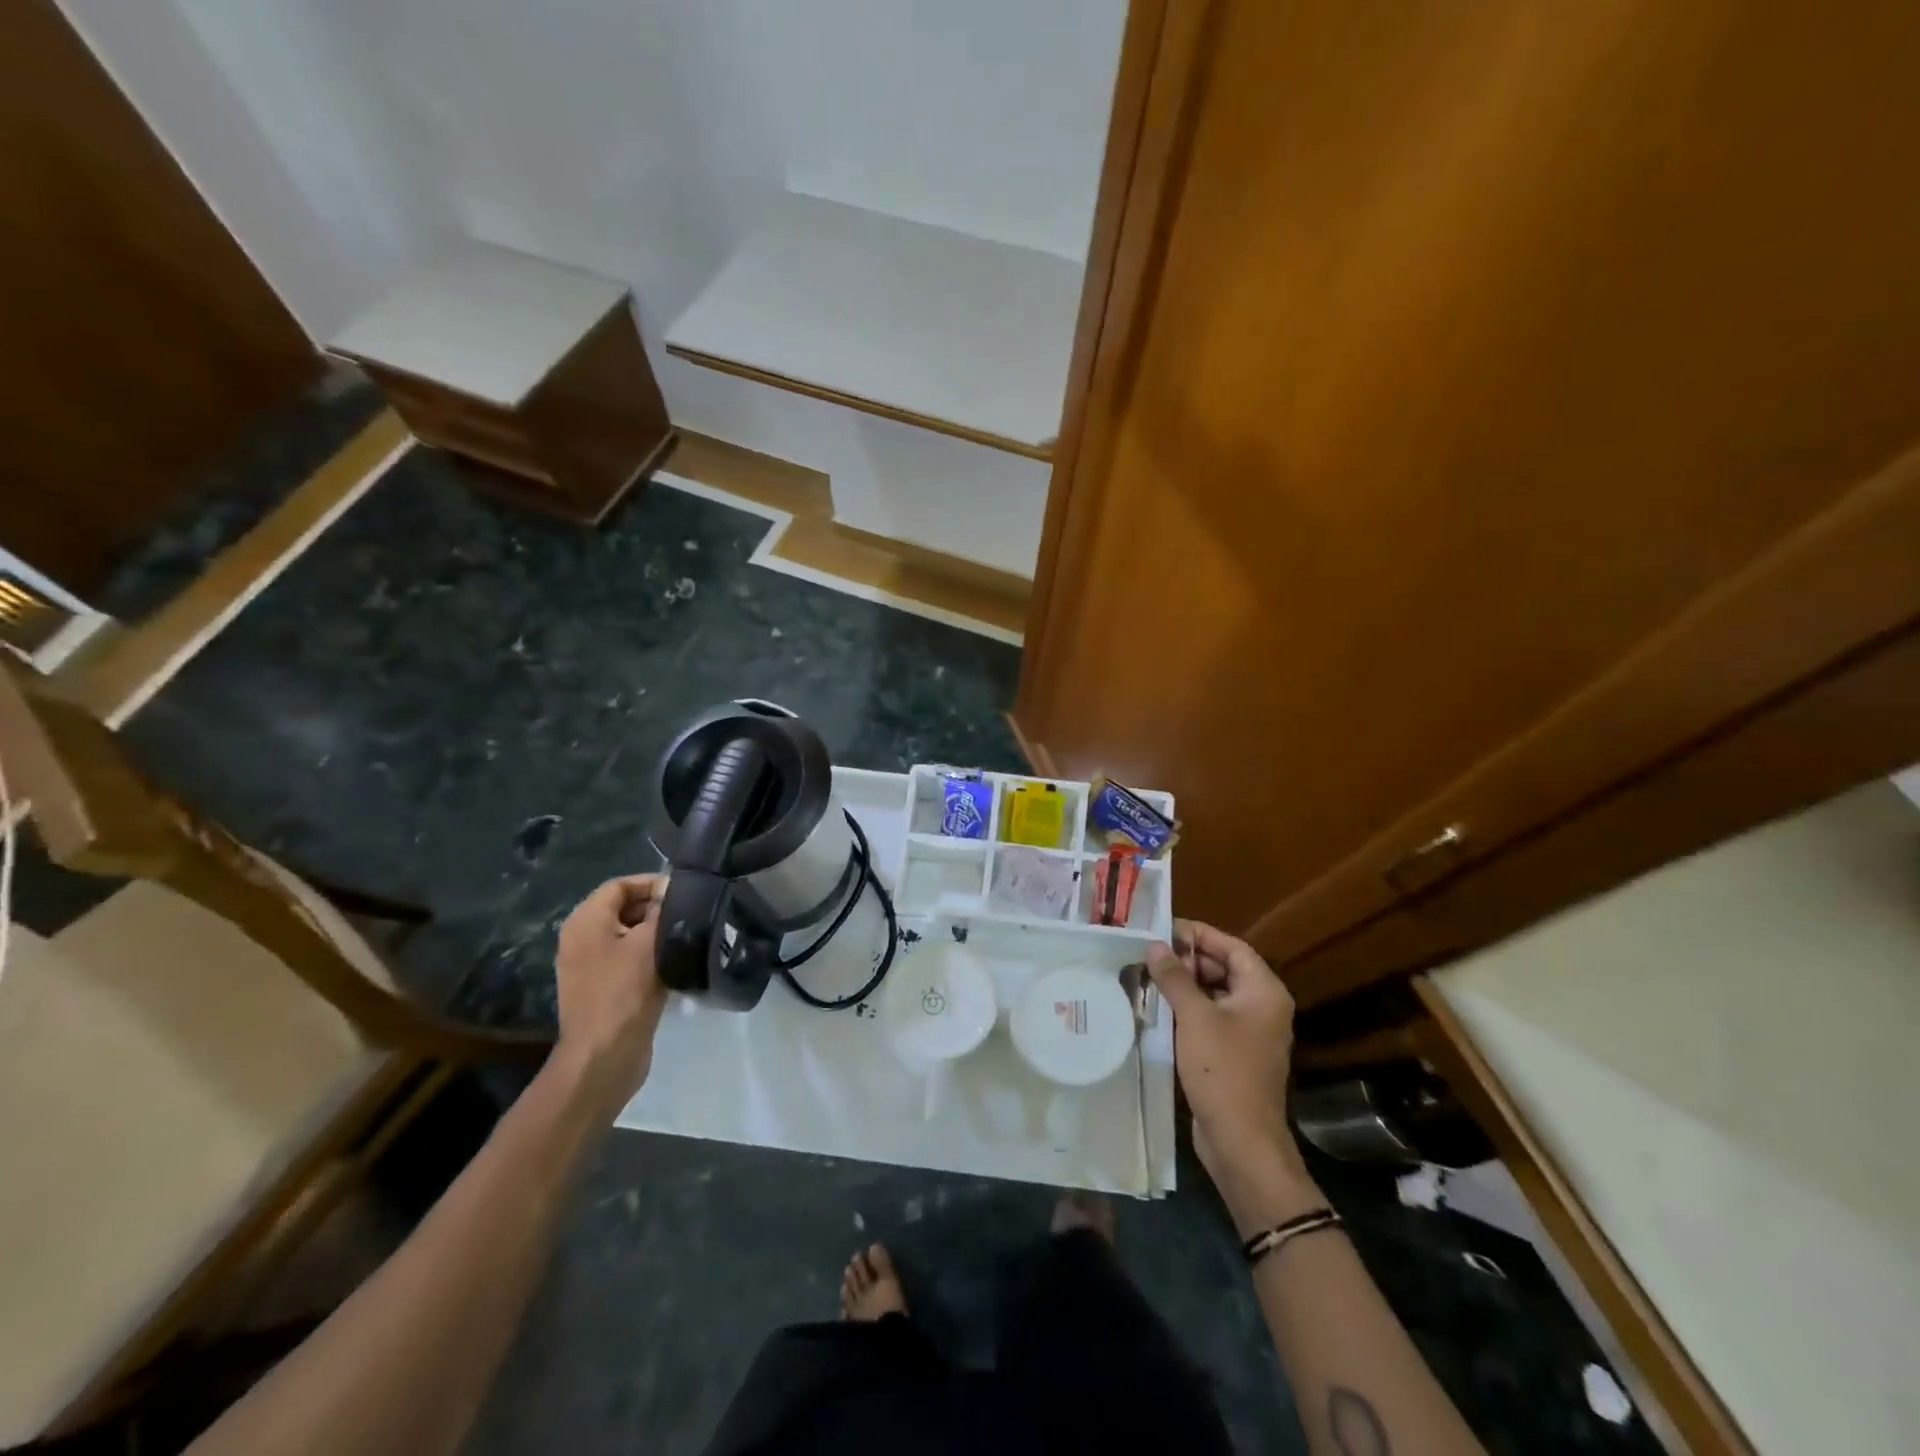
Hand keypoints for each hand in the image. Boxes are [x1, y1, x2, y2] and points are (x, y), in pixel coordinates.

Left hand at [552, 874, 670, 1116]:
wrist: (604, 1055)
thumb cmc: (625, 991)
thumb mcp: (648, 942)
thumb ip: (661, 911)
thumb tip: (671, 892)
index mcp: (585, 921)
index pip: (620, 885)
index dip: (652, 884)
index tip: (685, 894)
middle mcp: (580, 938)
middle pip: (622, 908)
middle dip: (655, 908)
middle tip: (689, 916)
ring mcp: (587, 965)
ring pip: (626, 935)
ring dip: (654, 934)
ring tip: (685, 938)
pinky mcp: (599, 988)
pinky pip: (625, 959)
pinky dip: (647, 956)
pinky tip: (672, 964)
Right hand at [1146, 921, 1313, 1212]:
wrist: (1241, 1141)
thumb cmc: (1222, 1070)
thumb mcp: (1194, 1017)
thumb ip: (1175, 977)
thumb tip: (1155, 945)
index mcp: (1264, 991)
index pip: (1232, 947)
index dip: (1200, 934)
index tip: (1165, 927)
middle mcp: (1263, 1006)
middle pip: (1225, 968)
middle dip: (1189, 958)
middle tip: (1151, 951)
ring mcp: (1251, 1032)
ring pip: (1216, 993)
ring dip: (1186, 983)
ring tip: (1149, 974)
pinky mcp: (1236, 1053)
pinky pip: (1212, 1017)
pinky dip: (1189, 1008)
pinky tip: (1159, 1007)